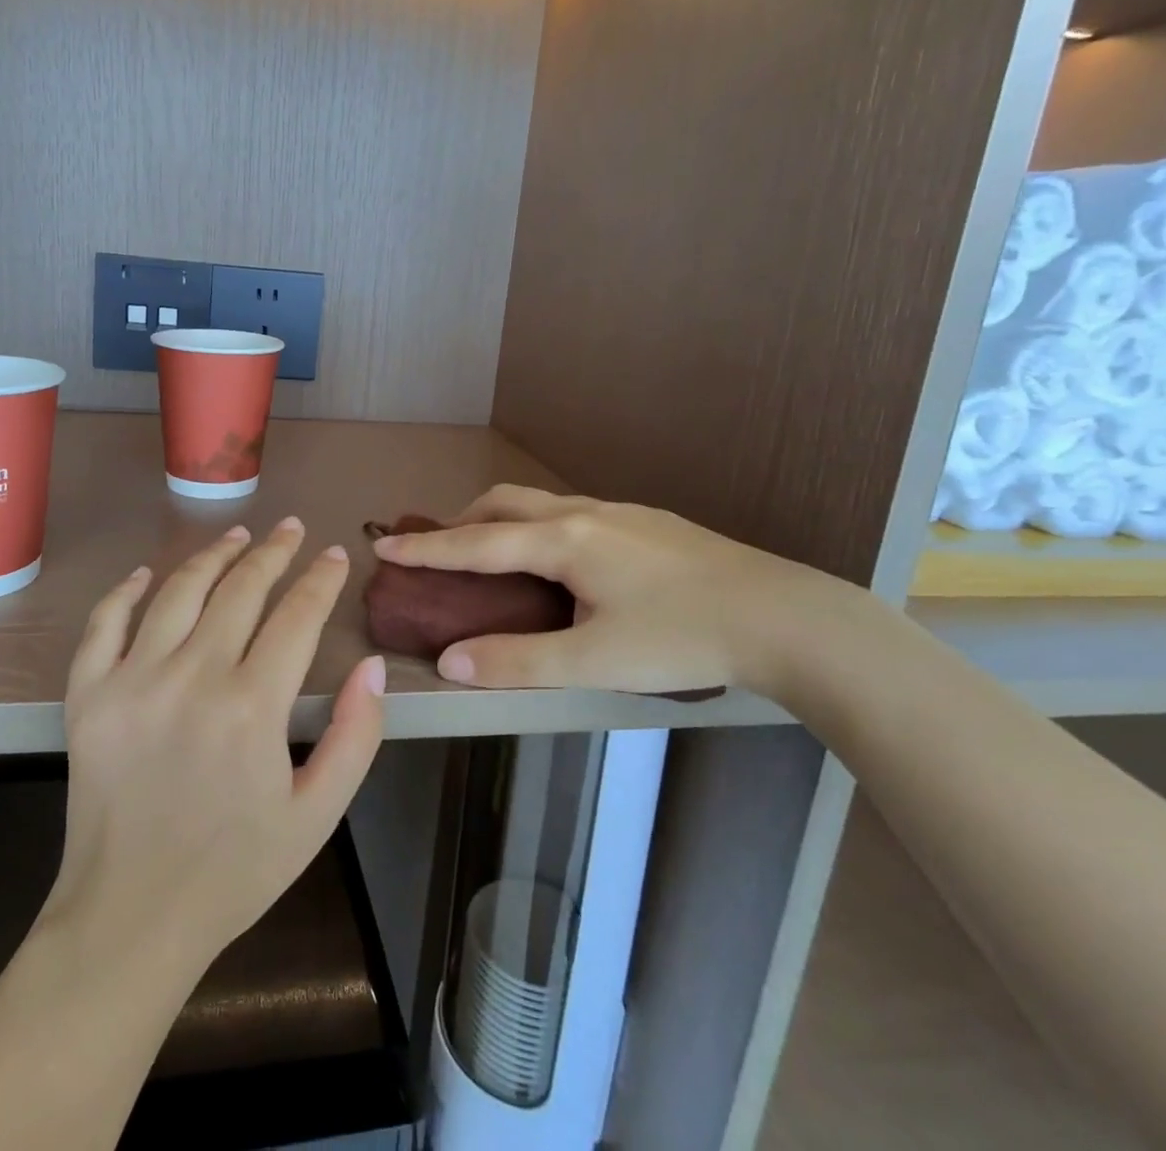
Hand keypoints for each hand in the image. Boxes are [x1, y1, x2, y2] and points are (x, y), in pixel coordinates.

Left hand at [44, 518, 386, 974]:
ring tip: (237, 535)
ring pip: (178, 592)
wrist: (130, 919)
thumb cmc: (234, 870)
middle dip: (273, 552)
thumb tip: (373, 666)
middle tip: (291, 529)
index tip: (335, 555)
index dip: (321, 579)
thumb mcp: (317, 815)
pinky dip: (124, 592)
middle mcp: (192, 678)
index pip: (297, 616)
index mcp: (252, 707)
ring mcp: (133, 681)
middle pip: (241, 589)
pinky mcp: (88, 696)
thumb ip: (356, 736)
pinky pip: (104, 625)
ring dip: (213, 555)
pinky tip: (145, 575)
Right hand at [370, 485, 876, 699]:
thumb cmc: (680, 637)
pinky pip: (571, 512)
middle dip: (463, 522)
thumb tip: (449, 662)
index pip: (476, 543)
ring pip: (540, 504)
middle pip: (504, 503)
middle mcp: (584, 513)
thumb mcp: (593, 660)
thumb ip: (517, 661)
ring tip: (495, 557)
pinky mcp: (646, 521)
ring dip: (502, 521)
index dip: (427, 549)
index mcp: (563, 540)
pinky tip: (561, 562)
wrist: (782, 616)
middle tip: (442, 553)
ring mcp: (620, 512)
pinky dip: (538, 526)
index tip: (384, 546)